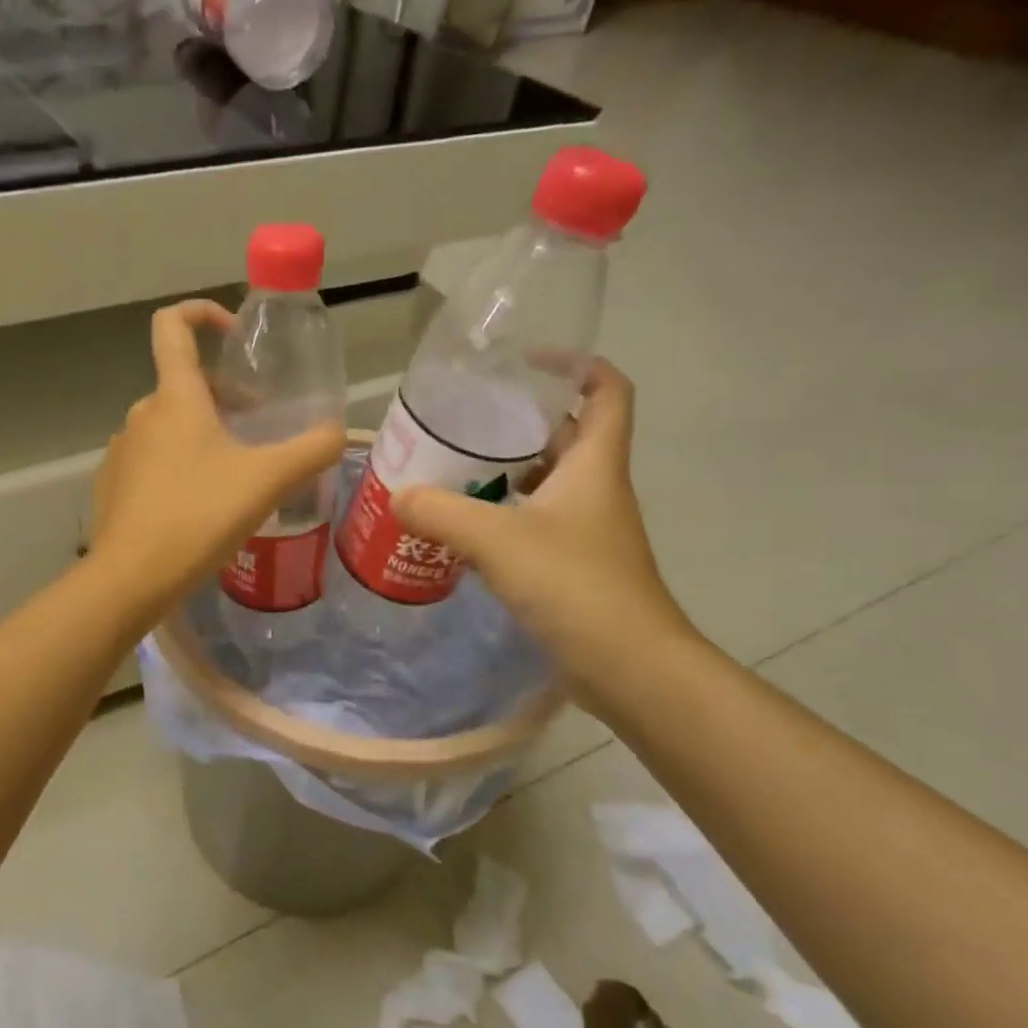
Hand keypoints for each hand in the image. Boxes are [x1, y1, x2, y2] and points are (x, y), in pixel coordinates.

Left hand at [89, 300, 344, 621]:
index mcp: (175, 398)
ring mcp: (122, 451)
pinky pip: (153, 461)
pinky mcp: (113, 485)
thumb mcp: (266, 481)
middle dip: (226, 398)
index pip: (173, 325)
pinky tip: (202, 507)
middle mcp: (141, 414)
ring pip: (170, 426)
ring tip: (237, 476)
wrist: (130, 578)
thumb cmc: (199, 516)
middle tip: (260, 430)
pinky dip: (181, 467)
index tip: (234, 333)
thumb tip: (339, 432)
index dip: (202, 312)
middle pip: (185, 385)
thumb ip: (310, 450)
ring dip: (205, 436)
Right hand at [392, 359, 693, 708]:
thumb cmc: (574, 585)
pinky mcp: (574, 566)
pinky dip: (504, 515)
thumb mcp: (497, 540)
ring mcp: (587, 530)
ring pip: (549, 481)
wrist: (629, 667)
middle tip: (468, 417)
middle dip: (523, 419)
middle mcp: (596, 490)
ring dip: (508, 470)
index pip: (606, 391)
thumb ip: (441, 512)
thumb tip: (398, 496)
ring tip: (455, 467)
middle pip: (569, 434)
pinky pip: (536, 523)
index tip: (527, 361)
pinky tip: (464, 527)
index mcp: (594, 465)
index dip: (576, 364)